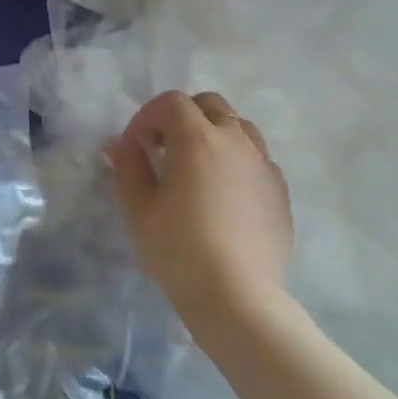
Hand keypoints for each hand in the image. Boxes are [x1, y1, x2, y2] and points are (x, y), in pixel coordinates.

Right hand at [109, 91, 294, 337]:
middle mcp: (236, 141)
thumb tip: (118, 142)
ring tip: (195, 169)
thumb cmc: (178, 250)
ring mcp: (264, 164)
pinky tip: (222, 195)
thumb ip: (128, 166)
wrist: (237, 296)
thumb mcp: (139, 209)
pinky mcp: (279, 189)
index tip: (135, 148)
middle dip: (182, 117)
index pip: (171, 102)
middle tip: (163, 151)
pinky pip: (256, 158)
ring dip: (212, 135)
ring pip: (239, 127)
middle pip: (210, 104)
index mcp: (197, 139)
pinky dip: (235, 161)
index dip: (146, 117)